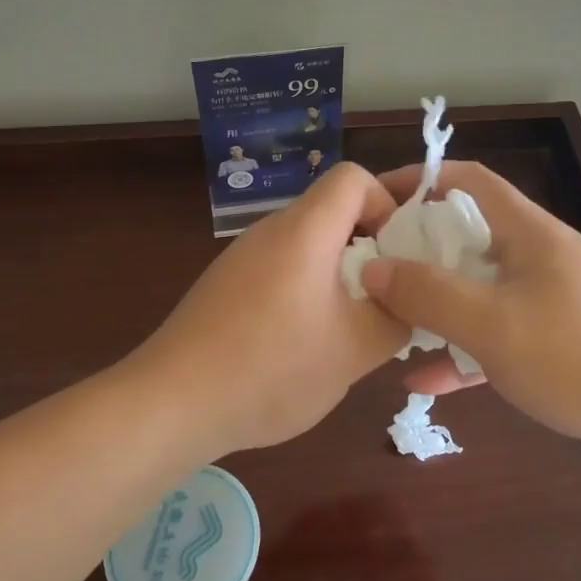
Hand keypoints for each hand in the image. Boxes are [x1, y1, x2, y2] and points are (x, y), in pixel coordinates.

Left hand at [132, 163, 407, 455]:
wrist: (172, 403)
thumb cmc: (272, 367)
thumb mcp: (356, 348)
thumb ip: (397, 317)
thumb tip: (407, 302)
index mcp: (304, 229)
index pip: (354, 177)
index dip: (387, 204)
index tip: (399, 256)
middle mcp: (270, 231)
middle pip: (332, 211)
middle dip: (370, 246)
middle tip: (388, 295)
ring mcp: (242, 259)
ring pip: (308, 245)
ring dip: (339, 275)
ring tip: (351, 326)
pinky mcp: (226, 287)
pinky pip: (281, 271)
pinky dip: (306, 292)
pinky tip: (305, 344)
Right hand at [360, 161, 580, 470]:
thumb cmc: (577, 355)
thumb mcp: (492, 324)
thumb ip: (428, 294)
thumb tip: (372, 268)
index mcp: (529, 233)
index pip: (470, 182)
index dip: (423, 179)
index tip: (379, 199)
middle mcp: (540, 257)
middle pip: (469, 238)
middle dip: (419, 253)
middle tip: (374, 272)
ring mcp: (551, 301)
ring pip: (480, 292)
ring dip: (438, 308)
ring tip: (390, 326)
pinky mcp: (558, 343)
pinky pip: (499, 336)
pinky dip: (464, 352)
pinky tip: (424, 383)